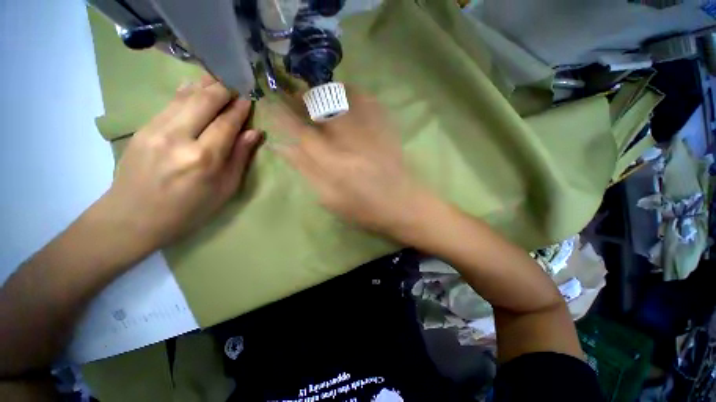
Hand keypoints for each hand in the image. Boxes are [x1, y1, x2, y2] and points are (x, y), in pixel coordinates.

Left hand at [100, 76, 262, 250]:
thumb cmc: (189, 210)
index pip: (227, 123)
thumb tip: (254, 133)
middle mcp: (179, 138)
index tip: (249, 100)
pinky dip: (185, 92)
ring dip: (205, 86)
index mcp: (204, 158)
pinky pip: (170, 103)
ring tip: (219, 81)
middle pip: (205, 101)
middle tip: (236, 86)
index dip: (240, 110)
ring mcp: (156, 129)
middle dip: (223, 90)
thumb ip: (239, 158)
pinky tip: (195, 87)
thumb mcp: (225, 189)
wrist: (133, 217)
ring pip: (185, 96)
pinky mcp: (143, 128)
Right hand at [273, 89, 431, 236]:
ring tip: (316, 97)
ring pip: (341, 97)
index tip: (271, 103)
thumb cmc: (364, 208)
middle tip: (293, 97)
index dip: (283, 115)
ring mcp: (369, 131)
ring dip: (324, 93)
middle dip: (303, 97)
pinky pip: (367, 100)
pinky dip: (352, 93)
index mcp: (333, 163)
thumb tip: (283, 148)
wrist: (402, 203)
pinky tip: (346, 97)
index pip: (301, 131)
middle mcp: (349, 140)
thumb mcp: (330, 198)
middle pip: (320, 107)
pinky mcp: (386, 128)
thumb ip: (307, 171)